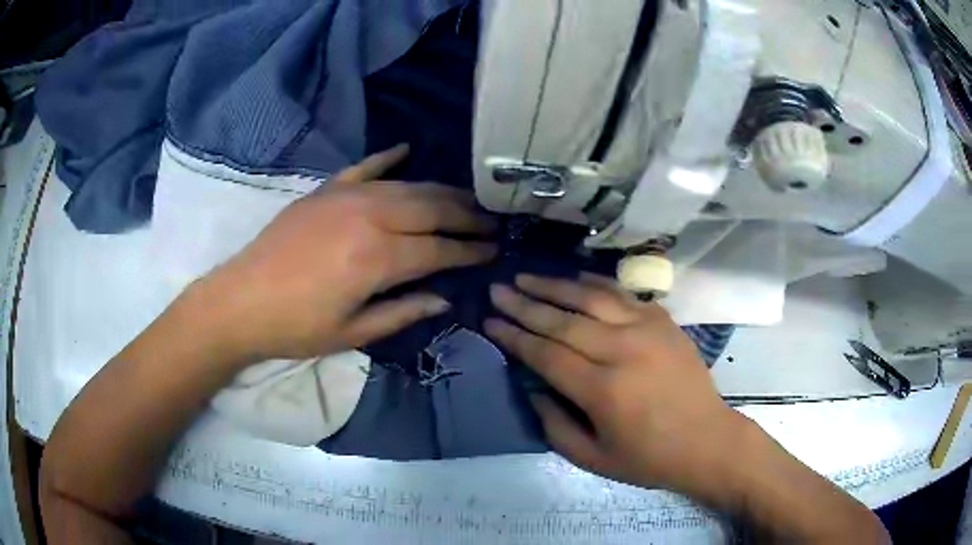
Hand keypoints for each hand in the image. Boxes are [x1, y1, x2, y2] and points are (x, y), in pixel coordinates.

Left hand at [191, 144, 496, 362]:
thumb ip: (403, 312)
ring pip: (407, 185)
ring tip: (465, 197)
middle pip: (431, 207)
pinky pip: (364, 167)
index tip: (495, 249)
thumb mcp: (353, 333)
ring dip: (440, 190)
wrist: (240, 301)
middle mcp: (368, 217)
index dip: (470, 250)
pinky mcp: (325, 190)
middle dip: (466, 214)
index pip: (439, 248)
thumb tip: (444, 298)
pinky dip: (388, 158)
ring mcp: (345, 196)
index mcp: (377, 258)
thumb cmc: (296, 327)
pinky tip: (407, 150)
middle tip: (491, 219)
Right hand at [485, 274, 743, 495]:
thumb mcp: (592, 459)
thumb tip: (532, 387)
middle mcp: (622, 351)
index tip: (490, 319)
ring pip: (591, 297)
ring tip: (525, 276)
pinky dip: (593, 283)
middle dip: (524, 304)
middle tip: (497, 289)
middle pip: (563, 320)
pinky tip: (573, 277)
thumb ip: (553, 425)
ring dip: (554, 285)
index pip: (546, 354)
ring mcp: (646, 329)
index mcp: (602, 391)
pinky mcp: (663, 321)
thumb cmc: (648, 457)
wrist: (707, 440)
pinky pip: (621, 294)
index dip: (514, 336)